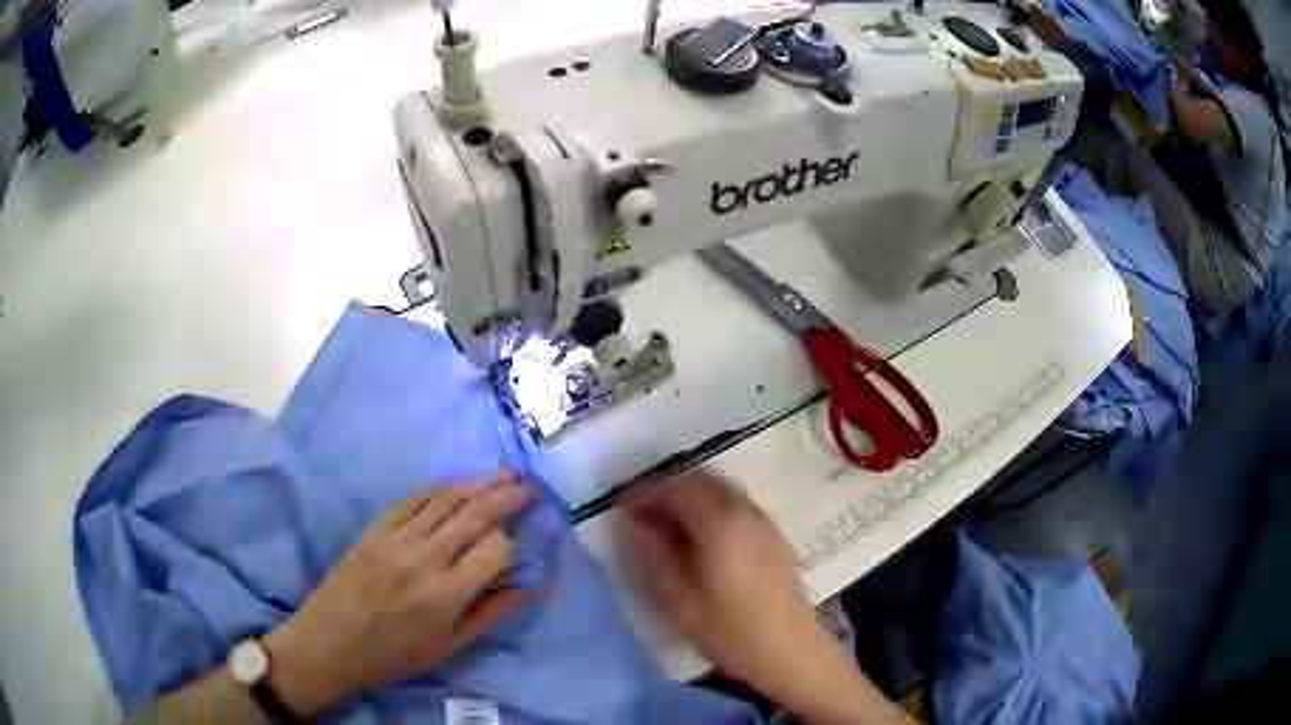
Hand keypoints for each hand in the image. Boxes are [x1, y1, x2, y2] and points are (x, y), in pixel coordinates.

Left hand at [263, 473, 532, 713]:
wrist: (333, 641)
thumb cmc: (396, 654)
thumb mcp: (451, 646)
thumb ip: (491, 613)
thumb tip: (528, 585)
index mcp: (446, 594)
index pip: (495, 549)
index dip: (514, 543)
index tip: (520, 544)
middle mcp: (424, 558)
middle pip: (474, 513)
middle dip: (507, 496)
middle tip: (528, 487)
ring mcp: (396, 538)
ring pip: (445, 498)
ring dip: (478, 483)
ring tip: (503, 475)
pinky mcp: (375, 528)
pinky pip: (413, 499)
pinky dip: (440, 488)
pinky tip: (457, 485)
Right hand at [619, 472, 902, 724]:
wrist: (790, 650)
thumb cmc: (730, 631)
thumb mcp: (679, 600)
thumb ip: (651, 555)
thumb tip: (630, 522)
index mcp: (721, 523)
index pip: (675, 487)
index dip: (644, 494)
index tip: (622, 512)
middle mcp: (745, 511)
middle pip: (700, 481)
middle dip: (667, 493)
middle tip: (643, 519)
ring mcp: (763, 521)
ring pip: (719, 491)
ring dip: (690, 499)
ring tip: (668, 531)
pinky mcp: (774, 535)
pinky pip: (735, 505)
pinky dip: (711, 509)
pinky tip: (702, 541)